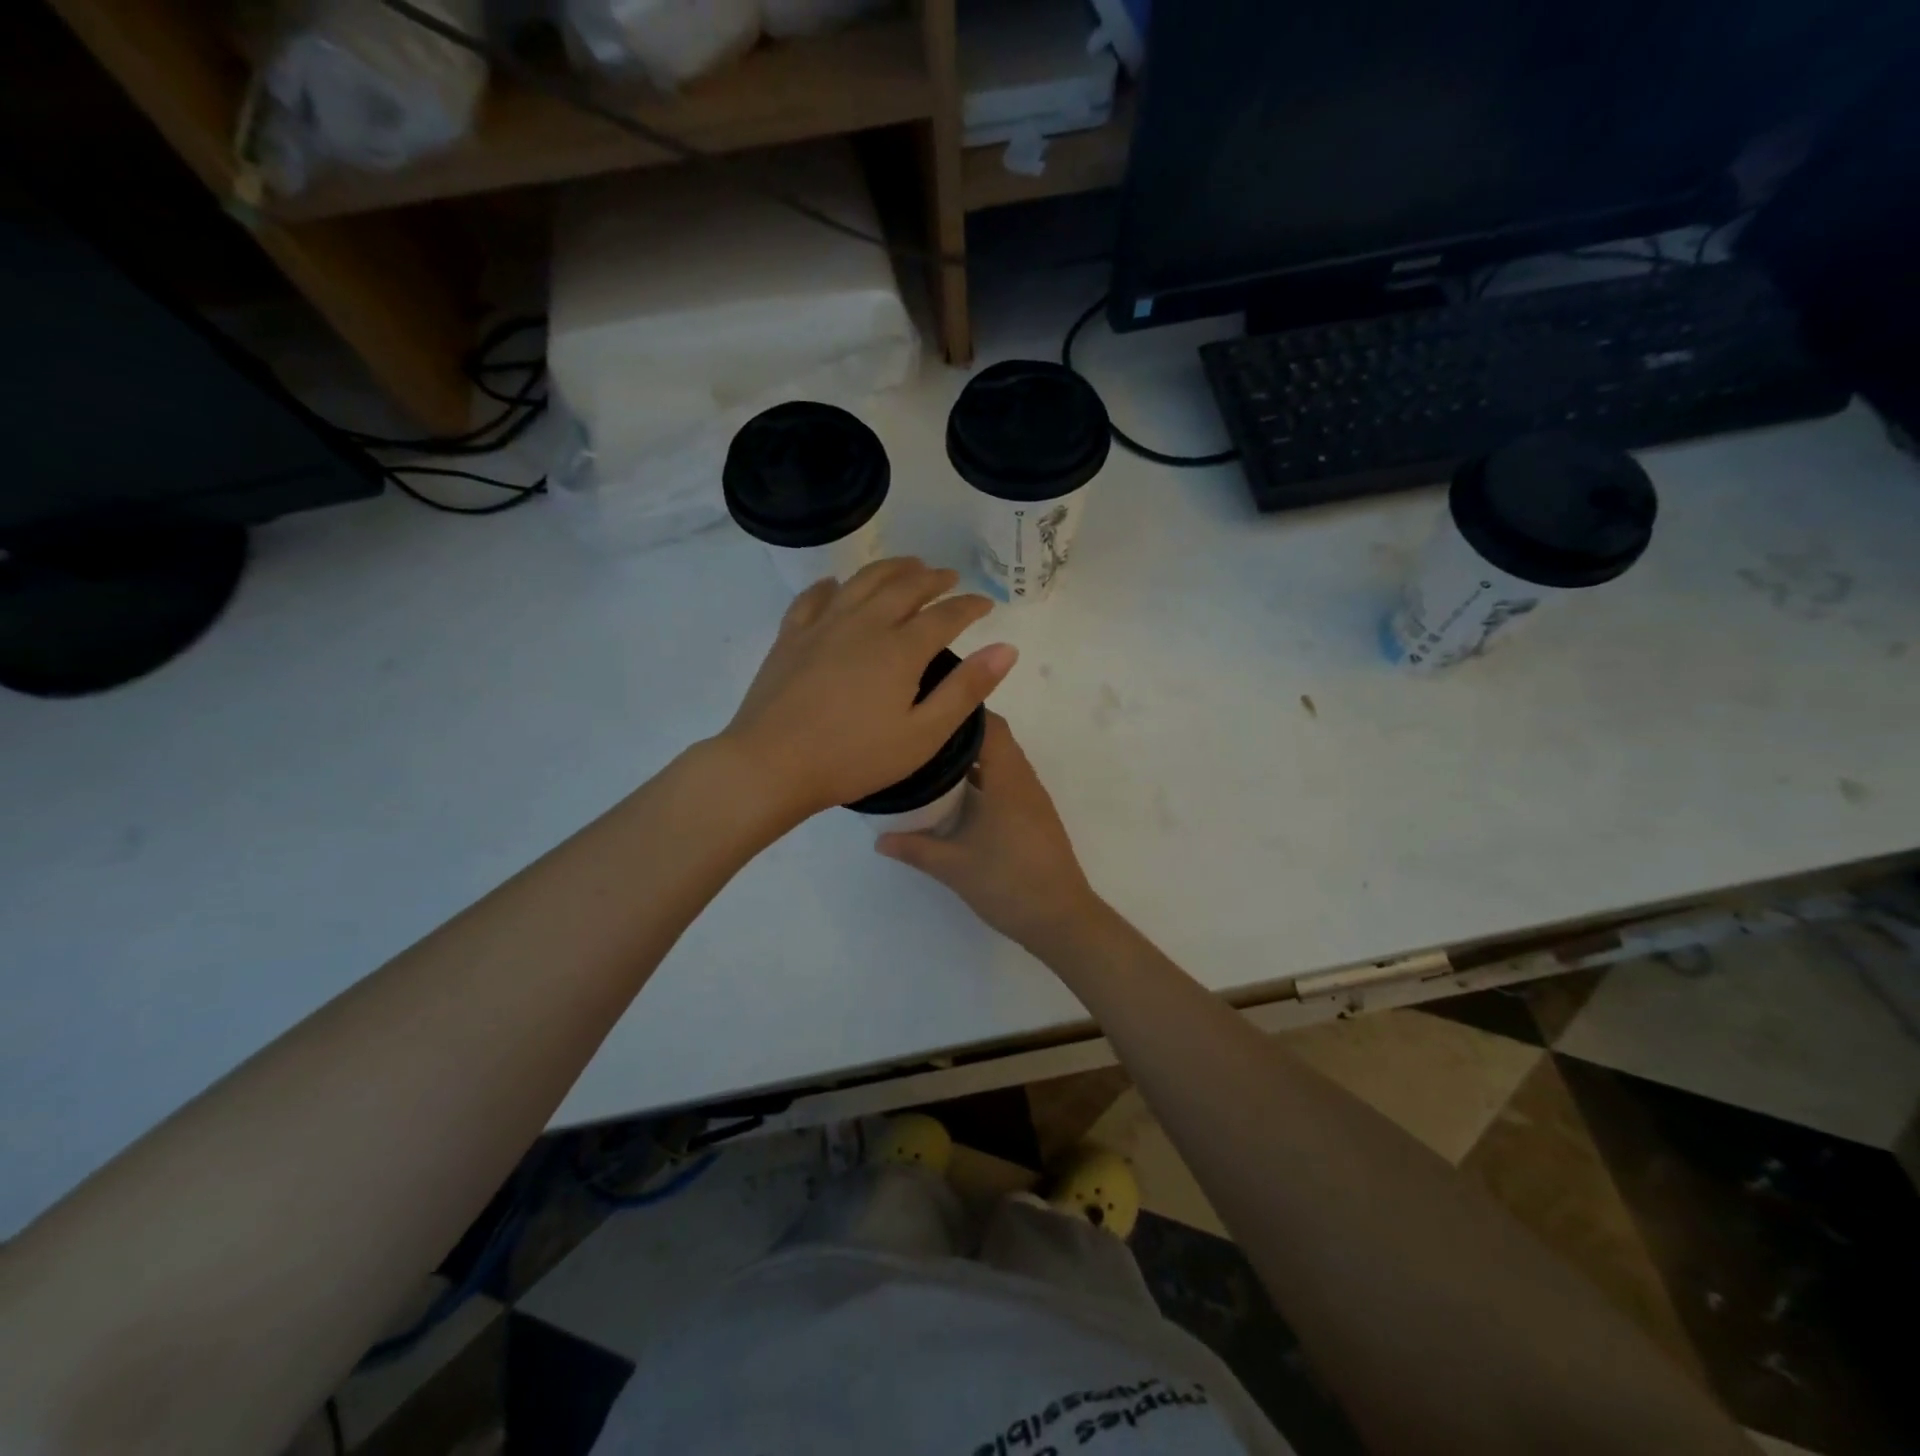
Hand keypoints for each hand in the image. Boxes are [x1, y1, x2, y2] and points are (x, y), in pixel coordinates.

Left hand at [719, 558, 1016, 823]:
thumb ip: (966, 689)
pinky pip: (814, 597)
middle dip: (932, 578)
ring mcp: (823, 626)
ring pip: (862, 582)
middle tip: (949, 576)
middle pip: (905, 587)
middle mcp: (864, 624)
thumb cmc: (854, 758)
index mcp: (900, 649)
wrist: (772, 765)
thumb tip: (1006, 648)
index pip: (945, 615)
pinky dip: (832, 585)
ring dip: (890, 569)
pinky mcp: (791, 637)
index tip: (986, 602)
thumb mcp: (922, 735)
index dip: (970, 606)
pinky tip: (836, 584)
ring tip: (908, 564)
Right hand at [876, 711, 1101, 951]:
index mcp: (1008, 780)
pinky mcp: (1035, 817)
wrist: (1061, 919)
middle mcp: (1024, 781)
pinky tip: (959, 796)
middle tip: (923, 735)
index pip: (991, 725)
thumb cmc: (1008, 883)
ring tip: (933, 760)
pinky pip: (1009, 781)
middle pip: (997, 739)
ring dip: (974, 757)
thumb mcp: (954, 867)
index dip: (963, 711)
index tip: (930, 708)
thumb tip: (879, 839)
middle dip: (962, 733)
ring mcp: (1033, 800)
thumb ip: (915, 848)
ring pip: (1003, 761)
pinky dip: (985, 777)